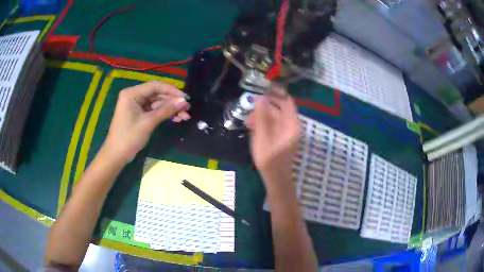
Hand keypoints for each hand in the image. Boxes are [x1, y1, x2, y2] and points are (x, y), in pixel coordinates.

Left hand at [104, 81, 189, 162]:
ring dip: (170, 109)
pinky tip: (176, 118)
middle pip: (157, 94)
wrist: (117, 155)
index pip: (155, 86)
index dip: (171, 91)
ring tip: (185, 116)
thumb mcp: (148, 122)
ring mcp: (136, 105)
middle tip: (188, 108)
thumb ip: (166, 110)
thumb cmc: (129, 137)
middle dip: (172, 102)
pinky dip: (164, 114)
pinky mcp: (139, 113)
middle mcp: (134, 95)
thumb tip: (184, 102)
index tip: (186, 98)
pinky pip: (154, 110)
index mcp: (132, 93)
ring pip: (157, 103)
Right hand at [247, 85, 301, 182]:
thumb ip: (262, 116)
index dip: (277, 92)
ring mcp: (287, 131)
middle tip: (252, 100)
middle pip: (280, 108)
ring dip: (262, 114)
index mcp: (292, 123)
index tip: (263, 86)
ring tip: (248, 117)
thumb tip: (260, 98)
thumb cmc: (269, 158)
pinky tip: (251, 125)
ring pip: (275, 116)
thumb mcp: (263, 136)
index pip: (287, 100)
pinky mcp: (281, 136)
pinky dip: (263, 122)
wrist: (274, 177)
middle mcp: (292, 125)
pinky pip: (273, 124)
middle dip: (265, 104)